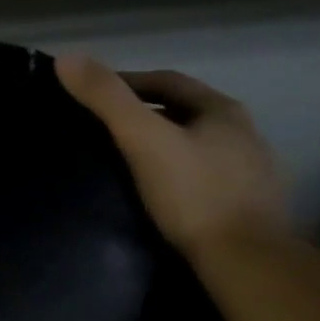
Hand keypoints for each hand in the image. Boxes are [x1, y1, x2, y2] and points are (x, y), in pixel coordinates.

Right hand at [56, 55, 286, 254]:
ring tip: (132, 163)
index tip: (97, 95)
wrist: (245, 262)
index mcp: (222, 110)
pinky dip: (183, 177)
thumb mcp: (142, 141)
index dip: (130, 82)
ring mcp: (253, 172)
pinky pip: (209, 179)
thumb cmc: (193, 195)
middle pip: (187, 113)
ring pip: (200, 147)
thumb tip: (65, 58)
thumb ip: (107, 99)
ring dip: (169, 147)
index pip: (168, 82)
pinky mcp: (252, 207)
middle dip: (150, 115)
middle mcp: (244, 133)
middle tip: (109, 129)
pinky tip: (166, 195)